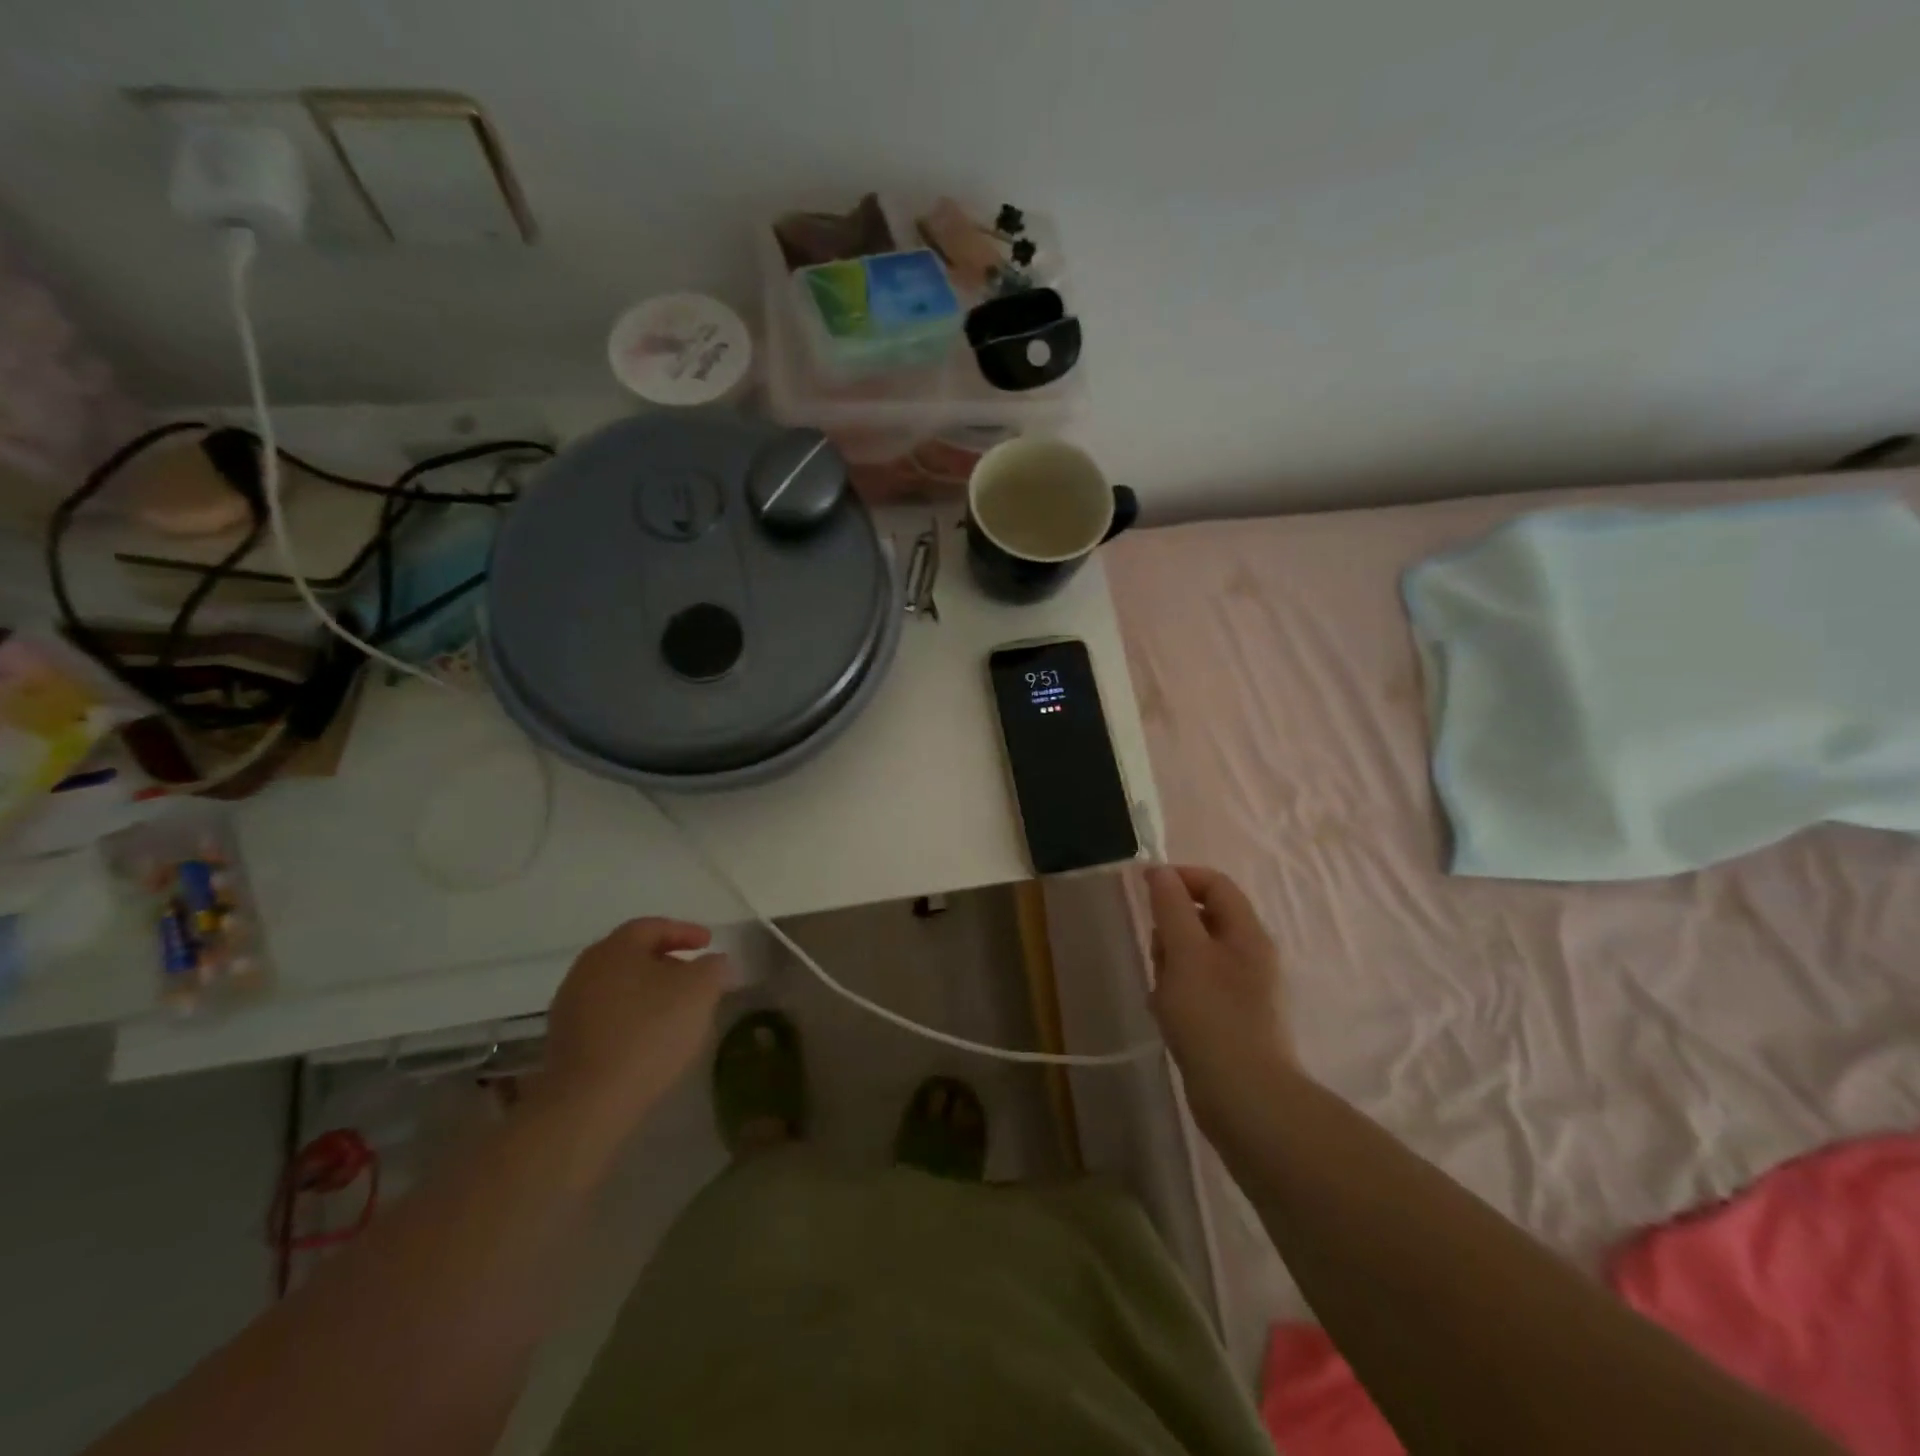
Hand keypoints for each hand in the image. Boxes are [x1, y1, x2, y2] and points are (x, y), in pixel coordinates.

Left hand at [535, 918, 730, 1134]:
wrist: (589, 1101)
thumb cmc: (649, 1031)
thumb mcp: (700, 991)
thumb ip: (712, 968)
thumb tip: (713, 962)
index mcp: (615, 948)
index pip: (653, 926)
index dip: (685, 931)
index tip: (709, 943)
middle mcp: (586, 969)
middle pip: (632, 954)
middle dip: (666, 961)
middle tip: (693, 974)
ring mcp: (570, 1006)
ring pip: (619, 985)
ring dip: (648, 990)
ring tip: (676, 1008)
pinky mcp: (565, 1042)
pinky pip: (607, 1015)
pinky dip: (632, 1016)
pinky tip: (650, 1036)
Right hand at [1145, 865, 1294, 1125]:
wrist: (1245, 1099)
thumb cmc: (1212, 1017)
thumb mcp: (1185, 953)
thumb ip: (1171, 908)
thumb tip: (1160, 871)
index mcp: (1247, 933)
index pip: (1215, 884)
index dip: (1180, 878)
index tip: (1144, 890)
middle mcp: (1251, 956)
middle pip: (1203, 919)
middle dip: (1170, 930)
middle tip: (1157, 956)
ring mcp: (1243, 990)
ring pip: (1195, 956)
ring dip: (1170, 965)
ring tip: (1161, 994)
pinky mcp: (1232, 1019)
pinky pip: (1197, 988)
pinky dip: (1177, 993)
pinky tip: (1166, 1017)